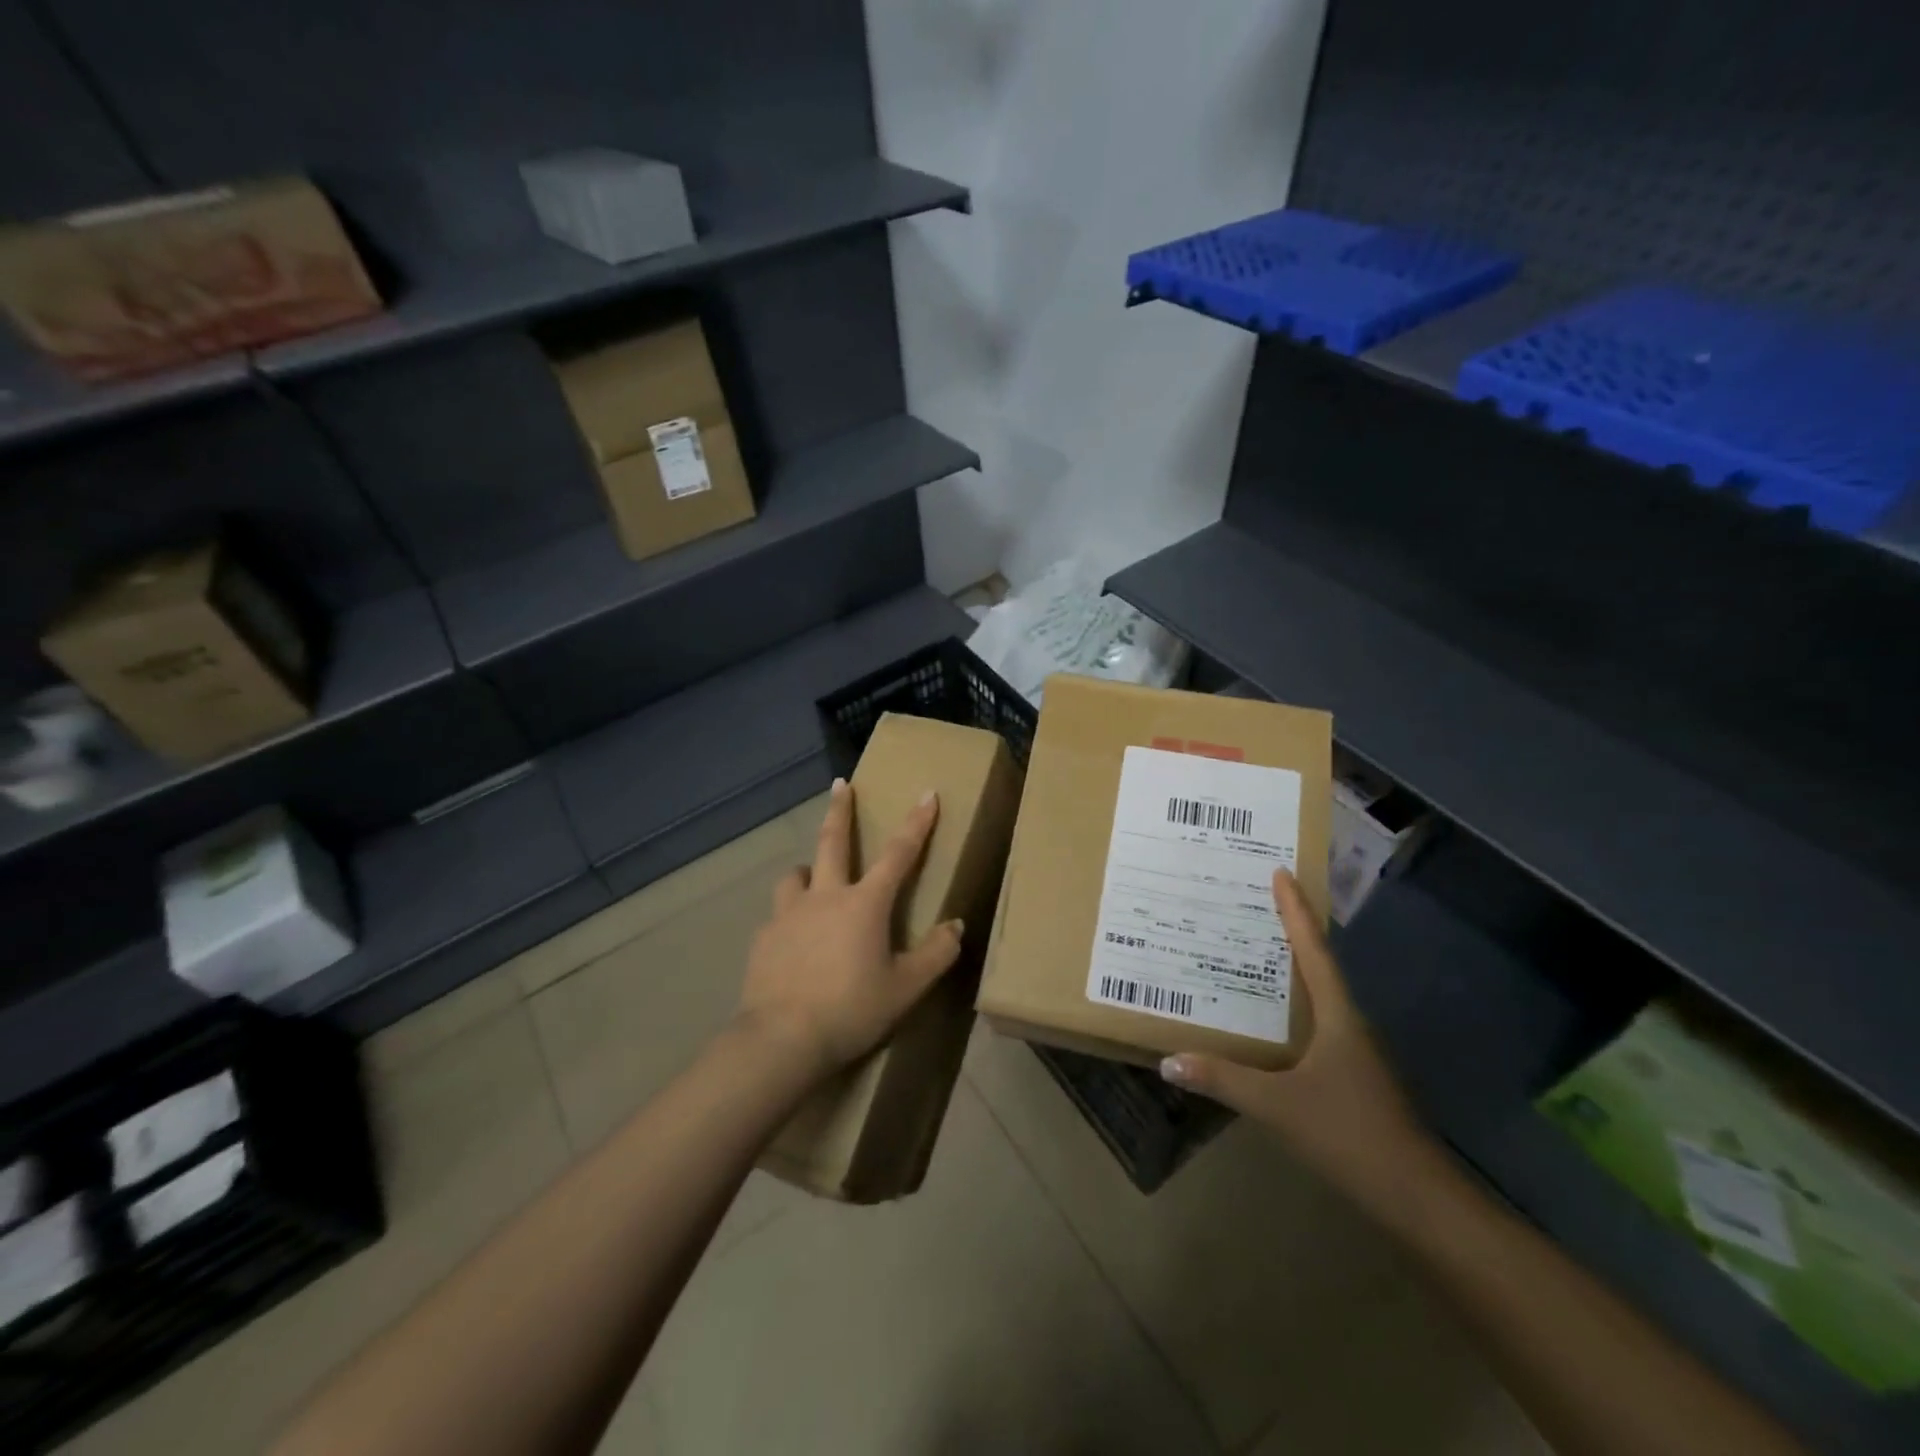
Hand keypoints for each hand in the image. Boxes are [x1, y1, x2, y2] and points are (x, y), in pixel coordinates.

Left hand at [736, 777, 964, 1077]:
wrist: (781, 1039)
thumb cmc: (851, 1010)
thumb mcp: (906, 989)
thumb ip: (936, 955)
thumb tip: (956, 926)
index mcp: (865, 904)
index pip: (899, 854)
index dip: (917, 823)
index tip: (927, 793)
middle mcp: (825, 897)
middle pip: (833, 841)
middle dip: (841, 810)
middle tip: (841, 784)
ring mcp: (788, 914)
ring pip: (796, 875)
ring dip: (807, 869)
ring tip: (810, 878)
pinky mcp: (764, 938)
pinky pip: (779, 916)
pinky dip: (790, 918)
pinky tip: (791, 941)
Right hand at [1160, 869, 1431, 1210]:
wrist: (1417, 1198)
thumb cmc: (1350, 1135)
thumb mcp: (1278, 1106)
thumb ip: (1224, 1080)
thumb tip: (1169, 1061)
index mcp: (1338, 1016)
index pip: (1313, 950)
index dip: (1295, 910)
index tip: (1281, 872)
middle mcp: (1348, 1023)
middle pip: (1316, 964)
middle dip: (1289, 930)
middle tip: (1253, 902)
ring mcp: (1353, 1051)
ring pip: (1316, 995)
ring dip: (1289, 969)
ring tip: (1250, 951)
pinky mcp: (1351, 1076)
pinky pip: (1314, 1024)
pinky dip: (1289, 1007)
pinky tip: (1266, 1019)